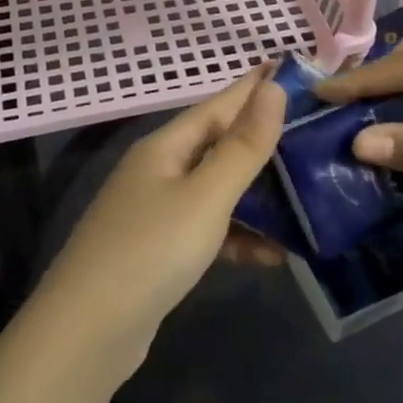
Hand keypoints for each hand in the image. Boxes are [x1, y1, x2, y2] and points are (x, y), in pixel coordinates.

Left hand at [34, 67, 286, 372]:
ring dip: (259, 198)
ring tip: (307, 199)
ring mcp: (157, 212)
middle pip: (220, 146)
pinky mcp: (160, 251)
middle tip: (316, 136)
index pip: (221, 104)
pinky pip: (209, 230)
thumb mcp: (206, 196)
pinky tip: (273, 255)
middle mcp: (160, 171)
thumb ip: (243, 145)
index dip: (257, 86)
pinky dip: (239, 237)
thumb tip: (272, 89)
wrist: (87, 334)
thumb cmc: (151, 251)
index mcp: (166, 147)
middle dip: (265, 143)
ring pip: (218, 191)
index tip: (294, 68)